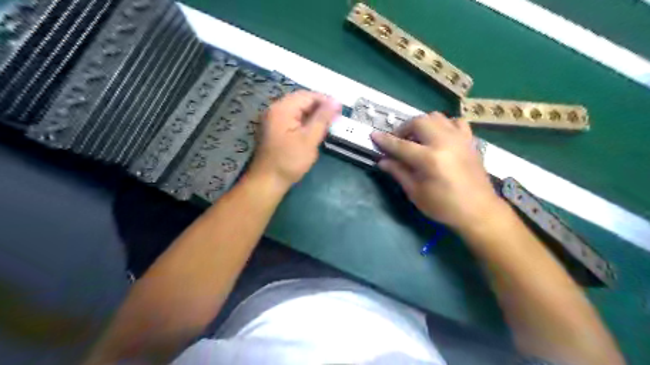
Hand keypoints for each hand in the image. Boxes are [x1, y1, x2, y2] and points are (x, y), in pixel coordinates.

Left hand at [249, 91, 340, 188]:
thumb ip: (322, 118)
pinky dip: (304, 122)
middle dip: (319, 107)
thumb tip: (336, 101)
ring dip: (313, 115)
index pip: (307, 95)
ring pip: (297, 110)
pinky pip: (292, 119)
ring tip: (327, 125)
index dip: (325, 100)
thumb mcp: (309, 139)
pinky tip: (313, 131)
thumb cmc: (289, 161)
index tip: (340, 110)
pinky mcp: (274, 130)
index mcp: (282, 109)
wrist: (268, 181)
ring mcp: (273, 120)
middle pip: (301, 101)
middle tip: (335, 118)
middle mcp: (275, 110)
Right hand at [371, 111, 501, 231]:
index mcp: (430, 160)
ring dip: (422, 124)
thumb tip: (383, 161)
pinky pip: (455, 122)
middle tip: (398, 141)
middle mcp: (445, 143)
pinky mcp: (469, 141)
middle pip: (419, 122)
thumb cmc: (444, 207)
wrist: (479, 211)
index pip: (401, 145)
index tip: (373, 135)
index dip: (385, 141)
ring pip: (436, 117)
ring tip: (416, 138)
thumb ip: (399, 173)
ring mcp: (459, 139)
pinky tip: (439, 136)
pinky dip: (443, 125)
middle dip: (404, 128)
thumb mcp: (416, 193)